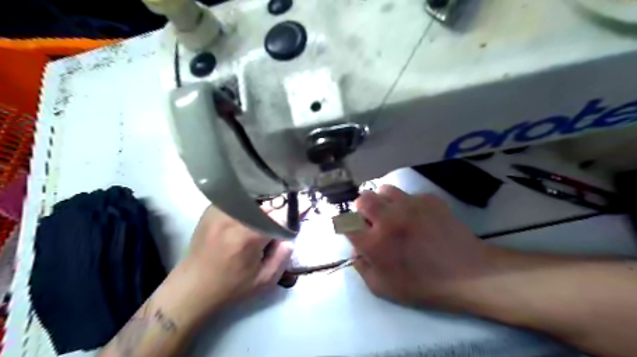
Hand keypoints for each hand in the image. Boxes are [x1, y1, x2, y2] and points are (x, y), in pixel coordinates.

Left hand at [169, 206, 289, 318]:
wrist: (192, 288)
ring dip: (261, 208)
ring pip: (251, 200)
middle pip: (265, 205)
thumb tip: (288, 238)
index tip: (294, 223)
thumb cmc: (230, 288)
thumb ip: (283, 257)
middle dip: (276, 213)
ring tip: (261, 222)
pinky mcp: (211, 211)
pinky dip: (245, 205)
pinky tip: (246, 217)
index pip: (278, 218)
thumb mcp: (264, 280)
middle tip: (276, 226)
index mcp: (248, 236)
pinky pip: (236, 200)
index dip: (288, 221)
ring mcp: (220, 211)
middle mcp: (234, 218)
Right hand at [348, 187, 490, 305]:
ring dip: (382, 200)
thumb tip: (356, 250)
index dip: (346, 225)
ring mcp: (410, 205)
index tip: (354, 230)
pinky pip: (409, 194)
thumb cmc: (424, 285)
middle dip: (361, 208)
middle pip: (362, 199)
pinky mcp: (428, 200)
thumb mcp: (383, 288)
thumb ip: (362, 268)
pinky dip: (406, 203)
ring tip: (392, 213)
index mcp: (375, 243)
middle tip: (371, 219)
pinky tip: (417, 216)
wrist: (469, 274)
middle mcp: (388, 219)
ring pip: (384, 189)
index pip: (346, 223)